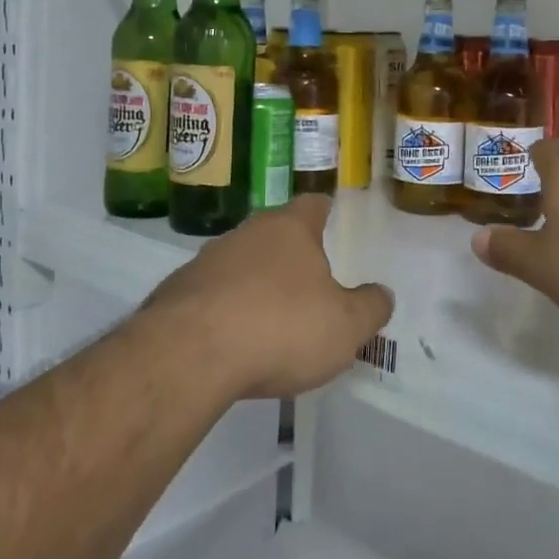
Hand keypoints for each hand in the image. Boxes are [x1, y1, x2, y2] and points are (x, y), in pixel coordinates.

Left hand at [143, 195, 393, 399]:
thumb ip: (370, 308)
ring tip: (271, 320)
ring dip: (255, 284)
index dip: (326, 212)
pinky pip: (211, 295)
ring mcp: (206, 261)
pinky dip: (225, 311)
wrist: (189, 354)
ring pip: (240, 263)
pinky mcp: (176, 292)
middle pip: (274, 233)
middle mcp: (246, 233)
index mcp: (290, 229)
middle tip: (310, 283)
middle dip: (291, 254)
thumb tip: (382, 294)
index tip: (334, 224)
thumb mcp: (345, 327)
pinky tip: (233, 343)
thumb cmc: (281, 327)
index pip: (313, 204)